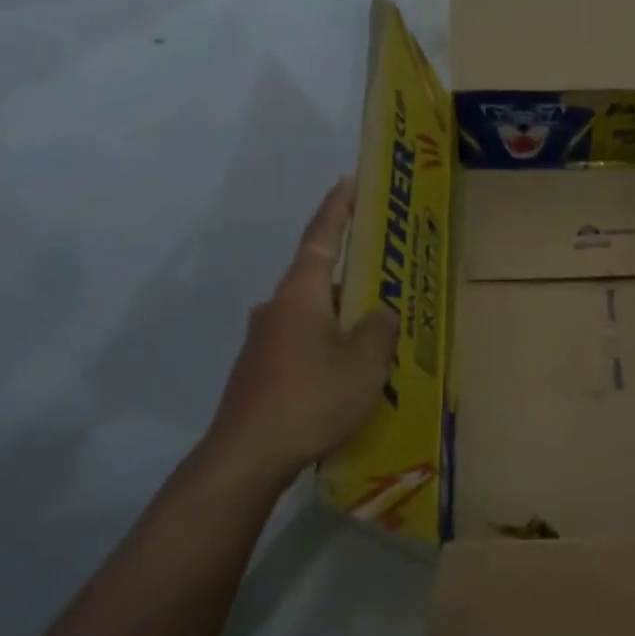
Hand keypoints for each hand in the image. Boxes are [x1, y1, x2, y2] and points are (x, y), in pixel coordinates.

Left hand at [199, 179, 397, 481]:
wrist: (248, 455)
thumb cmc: (312, 398)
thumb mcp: (365, 363)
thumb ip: (379, 329)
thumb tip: (378, 312)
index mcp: (300, 294)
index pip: (322, 238)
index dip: (338, 208)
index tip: (349, 180)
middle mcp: (276, 308)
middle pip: (319, 279)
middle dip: (353, 277)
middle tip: (387, 279)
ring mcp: (263, 341)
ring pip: (312, 316)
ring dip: (342, 318)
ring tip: (377, 336)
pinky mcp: (260, 370)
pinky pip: (303, 343)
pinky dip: (328, 345)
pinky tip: (348, 374)